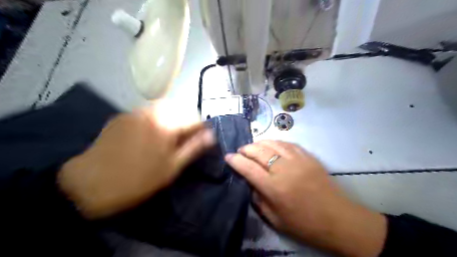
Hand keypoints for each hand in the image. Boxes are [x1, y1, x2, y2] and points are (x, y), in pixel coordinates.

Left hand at [57, 105, 213, 219]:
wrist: (89, 184)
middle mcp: (152, 112)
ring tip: (168, 137)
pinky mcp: (122, 116)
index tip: (202, 137)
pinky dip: (156, 119)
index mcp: (167, 125)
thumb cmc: (137, 180)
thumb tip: (211, 135)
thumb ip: (193, 148)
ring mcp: (135, 112)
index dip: (201, 127)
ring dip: (172, 118)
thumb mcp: (171, 168)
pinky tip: (148, 135)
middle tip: (184, 139)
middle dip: (187, 121)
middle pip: (180, 109)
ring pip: (163, 108)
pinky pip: (147, 112)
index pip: (194, 118)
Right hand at [225, 141, 384, 256]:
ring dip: (259, 143)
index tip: (228, 156)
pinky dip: (276, 142)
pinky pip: (288, 143)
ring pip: (273, 143)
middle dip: (246, 149)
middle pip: (259, 151)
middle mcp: (283, 170)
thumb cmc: (305, 223)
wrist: (338, 219)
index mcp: (274, 188)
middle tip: (241, 151)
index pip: (248, 168)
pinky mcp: (308, 156)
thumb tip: (250, 182)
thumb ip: (258, 199)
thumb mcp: (275, 219)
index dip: (235, 160)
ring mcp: (297, 160)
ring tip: (254, 146)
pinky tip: (272, 145)